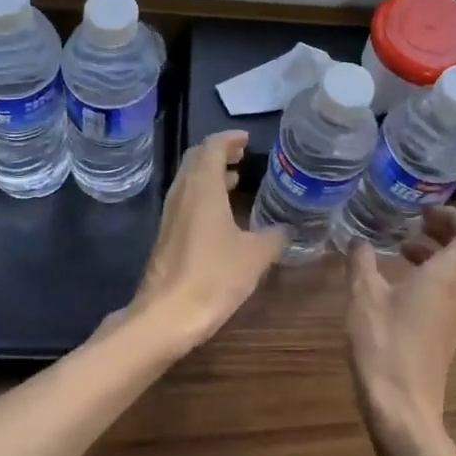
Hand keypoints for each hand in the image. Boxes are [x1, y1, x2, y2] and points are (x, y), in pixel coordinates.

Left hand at [124, 131, 287, 353]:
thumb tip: (289, 227)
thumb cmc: (213, 277)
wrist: (166, 316)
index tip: (247, 140)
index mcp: (203, 187)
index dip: (230, 139)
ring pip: (189, 180)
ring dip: (210, 174)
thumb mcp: (255, 256)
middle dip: (219, 153)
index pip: (212, 147)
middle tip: (243, 156)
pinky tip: (221, 214)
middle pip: (196, 159)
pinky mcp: (166, 234)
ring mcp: (170, 214)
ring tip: (236, 180)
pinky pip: (185, 200)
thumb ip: (275, 236)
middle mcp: (182, 193)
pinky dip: (203, 194)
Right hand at [345, 205, 455, 443]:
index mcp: (449, 275)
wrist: (402, 406)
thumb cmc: (385, 343)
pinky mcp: (448, 331)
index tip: (423, 211)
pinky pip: (452, 290)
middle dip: (447, 231)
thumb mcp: (364, 295)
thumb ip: (361, 261)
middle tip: (416, 223)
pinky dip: (434, 274)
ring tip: (403, 247)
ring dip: (439, 253)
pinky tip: (400, 282)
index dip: (453, 216)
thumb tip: (357, 240)